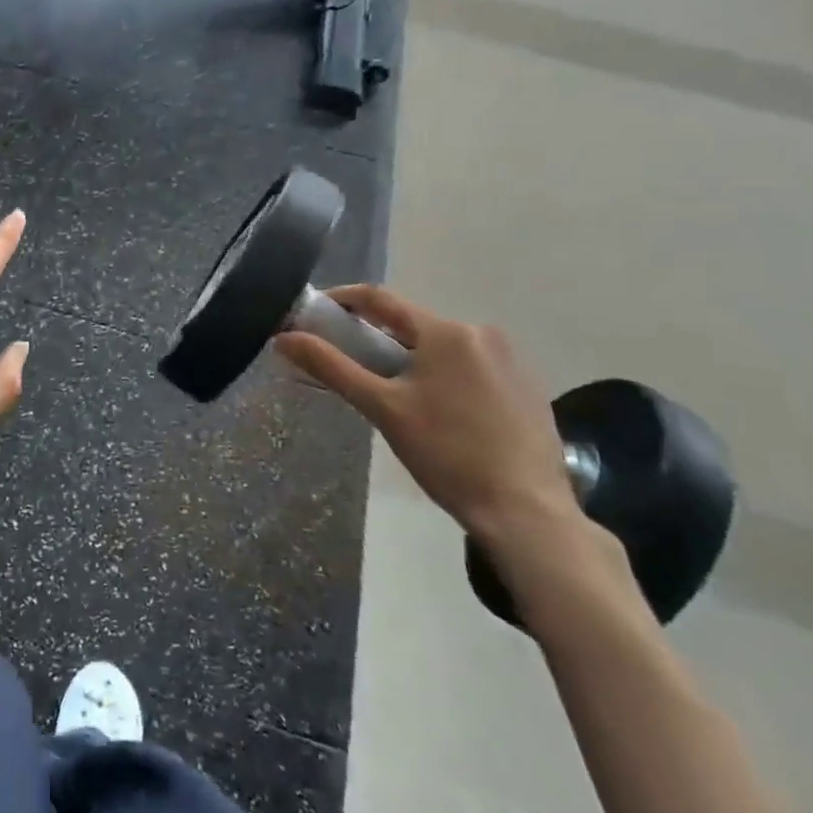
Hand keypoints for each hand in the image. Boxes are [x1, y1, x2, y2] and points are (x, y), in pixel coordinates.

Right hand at [275, 286, 578, 552]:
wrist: (527, 513)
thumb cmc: (447, 454)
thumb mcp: (382, 408)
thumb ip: (331, 367)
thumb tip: (283, 337)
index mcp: (446, 331)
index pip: (380, 299)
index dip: (342, 300)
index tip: (315, 312)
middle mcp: (481, 332)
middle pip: (413, 325)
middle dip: (377, 338)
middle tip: (351, 365)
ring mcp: (511, 360)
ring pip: (442, 347)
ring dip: (412, 360)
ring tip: (393, 396)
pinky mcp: (528, 387)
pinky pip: (471, 367)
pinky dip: (445, 377)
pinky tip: (439, 413)